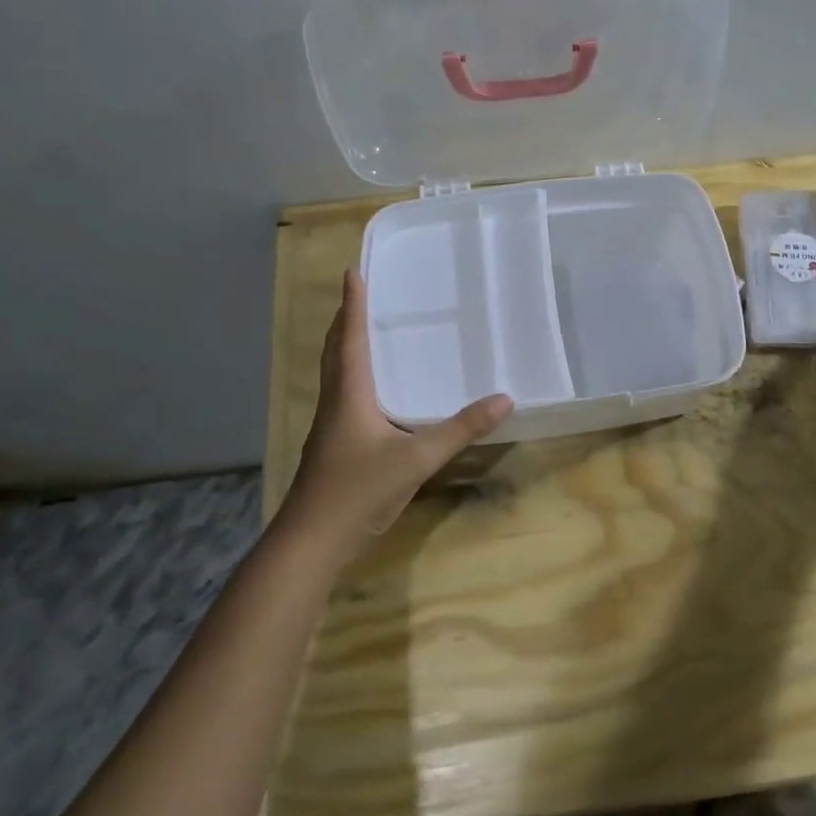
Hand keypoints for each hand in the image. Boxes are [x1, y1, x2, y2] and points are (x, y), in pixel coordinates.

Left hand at [281, 270, 513, 566]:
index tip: (353, 272)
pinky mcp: (334, 447)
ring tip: (365, 333)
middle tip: (360, 296)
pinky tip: (374, 393)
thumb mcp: (416, 459)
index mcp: (349, 394)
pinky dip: (354, 378)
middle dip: (346, 321)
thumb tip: (504, 399)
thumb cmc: (358, 490)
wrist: (311, 542)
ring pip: (335, 375)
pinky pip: (343, 397)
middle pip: (335, 352)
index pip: (351, 338)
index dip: (354, 305)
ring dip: (346, 348)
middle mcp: (336, 403)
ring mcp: (331, 427)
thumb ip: (460, 430)